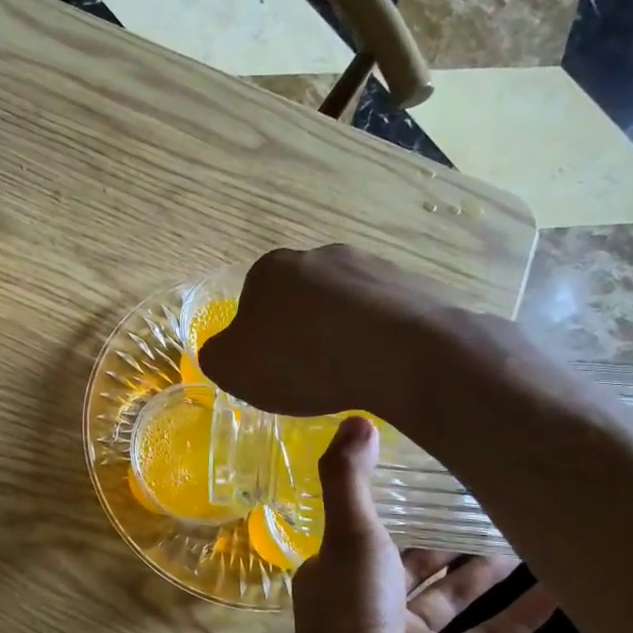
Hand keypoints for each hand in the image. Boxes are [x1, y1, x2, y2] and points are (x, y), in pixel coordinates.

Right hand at [198, 245, 461, 419]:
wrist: (403, 353)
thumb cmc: (302, 359)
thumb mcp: (231, 368)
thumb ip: (217, 355)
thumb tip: (226, 350)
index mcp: (271, 268)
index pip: (252, 301)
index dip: (257, 338)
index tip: (269, 368)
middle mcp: (321, 255)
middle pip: (300, 299)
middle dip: (301, 331)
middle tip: (307, 375)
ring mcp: (373, 266)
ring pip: (345, 307)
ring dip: (341, 335)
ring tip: (348, 376)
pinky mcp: (415, 286)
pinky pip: (385, 318)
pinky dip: (378, 341)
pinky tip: (380, 369)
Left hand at [278, 417, 557, 632]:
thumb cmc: (352, 609)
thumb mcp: (349, 531)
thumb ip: (349, 477)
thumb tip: (357, 418)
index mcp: (344, 568)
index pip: (373, 529)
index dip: (401, 504)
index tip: (434, 474)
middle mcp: (375, 600)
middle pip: (419, 561)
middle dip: (450, 534)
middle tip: (493, 498)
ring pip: (457, 595)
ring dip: (488, 569)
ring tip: (529, 531)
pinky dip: (523, 617)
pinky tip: (562, 590)